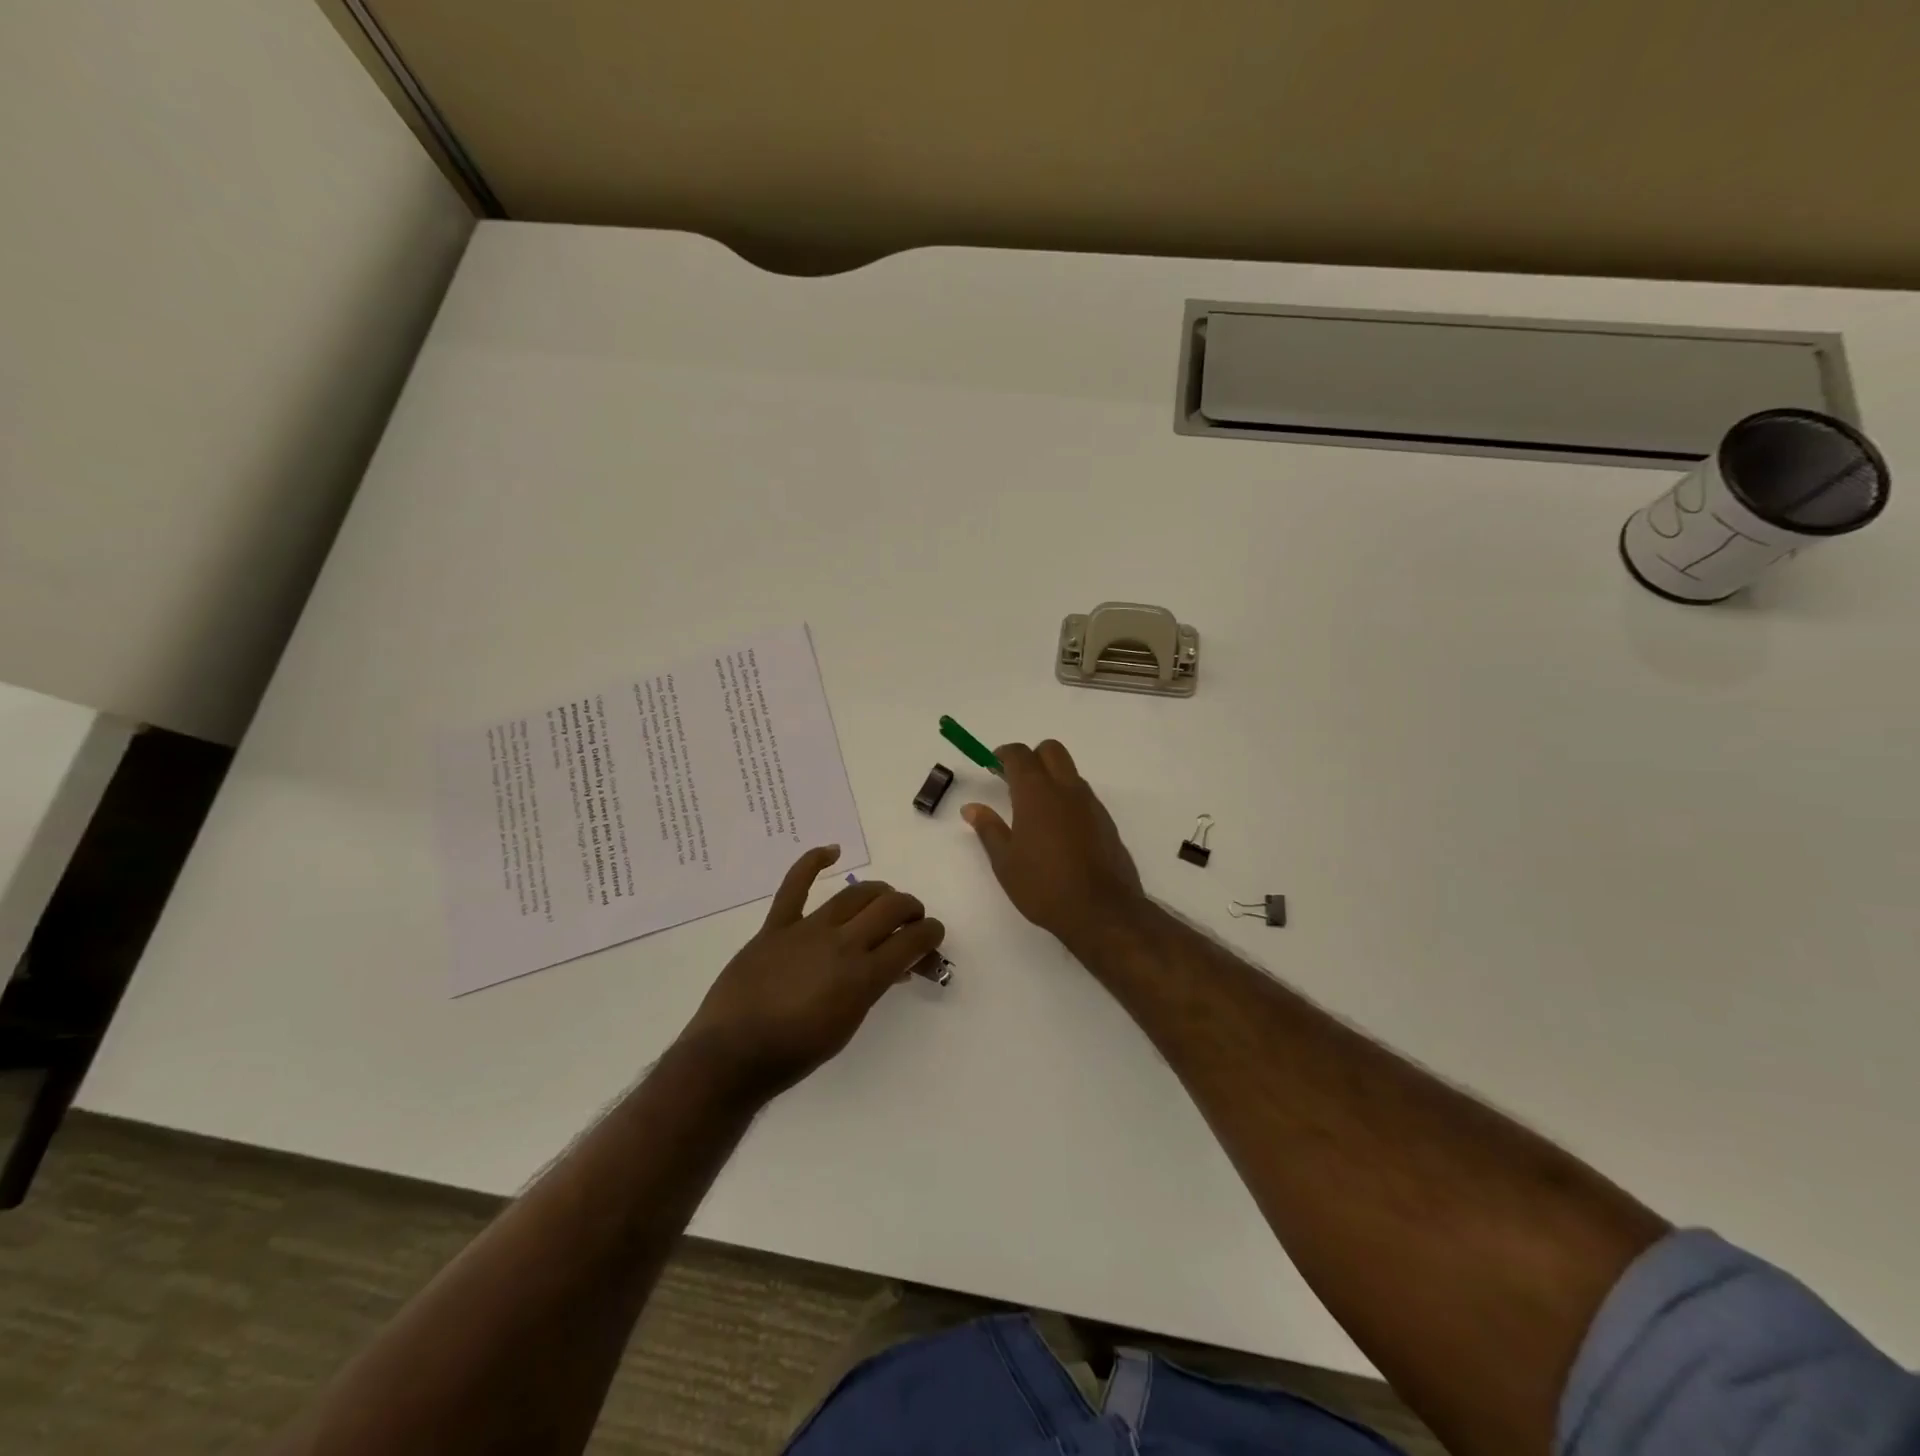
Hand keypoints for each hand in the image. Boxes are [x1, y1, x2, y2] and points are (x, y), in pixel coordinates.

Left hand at [676, 846, 944, 1099]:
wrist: (733, 1055)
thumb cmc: (796, 1052)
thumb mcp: (848, 1025)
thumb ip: (872, 988)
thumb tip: (892, 966)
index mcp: (864, 976)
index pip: (912, 940)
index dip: (930, 933)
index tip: (932, 935)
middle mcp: (842, 944)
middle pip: (890, 907)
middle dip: (910, 909)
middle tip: (911, 919)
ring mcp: (808, 930)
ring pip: (854, 894)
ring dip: (878, 893)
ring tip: (884, 899)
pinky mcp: (777, 926)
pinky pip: (795, 885)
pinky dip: (813, 862)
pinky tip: (831, 851)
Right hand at [962, 740, 1145, 950]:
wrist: (1101, 911)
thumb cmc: (1043, 885)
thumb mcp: (1005, 861)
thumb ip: (988, 829)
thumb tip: (971, 808)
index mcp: (1037, 793)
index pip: (1020, 754)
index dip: (1004, 754)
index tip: (993, 765)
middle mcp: (1066, 789)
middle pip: (1051, 750)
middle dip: (1032, 757)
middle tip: (1014, 781)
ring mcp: (1090, 803)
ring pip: (1070, 772)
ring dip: (1052, 777)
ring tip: (1035, 810)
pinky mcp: (1106, 821)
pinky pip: (1083, 796)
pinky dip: (1068, 799)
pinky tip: (1058, 830)